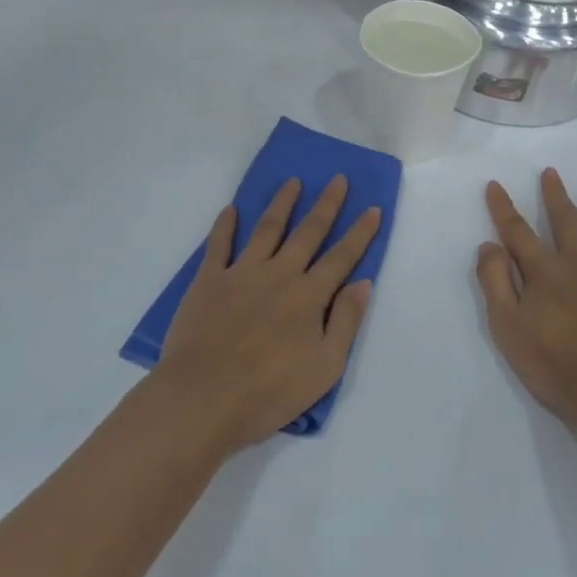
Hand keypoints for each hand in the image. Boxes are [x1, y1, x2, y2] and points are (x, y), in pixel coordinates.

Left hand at [156, 176, 381, 451]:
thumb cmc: (269, 391)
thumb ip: (346, 321)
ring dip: (282, 203)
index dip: (360, 232)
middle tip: (338, 179)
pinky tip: (231, 210)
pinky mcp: (208, 280)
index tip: (373, 208)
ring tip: (292, 182)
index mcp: (309, 296)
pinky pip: (218, 245)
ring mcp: (242, 273)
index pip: (342, 257)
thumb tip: (362, 282)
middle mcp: (279, 274)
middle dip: (326, 205)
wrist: (203, 397)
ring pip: (267, 228)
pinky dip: (225, 225)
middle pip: (308, 232)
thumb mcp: (325, 367)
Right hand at [476, 168, 576, 423]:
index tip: (496, 185)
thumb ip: (495, 282)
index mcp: (544, 271)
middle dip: (555, 196)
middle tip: (552, 173)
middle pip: (566, 222)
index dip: (503, 208)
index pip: (517, 231)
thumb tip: (489, 245)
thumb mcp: (507, 325)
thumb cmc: (552, 360)